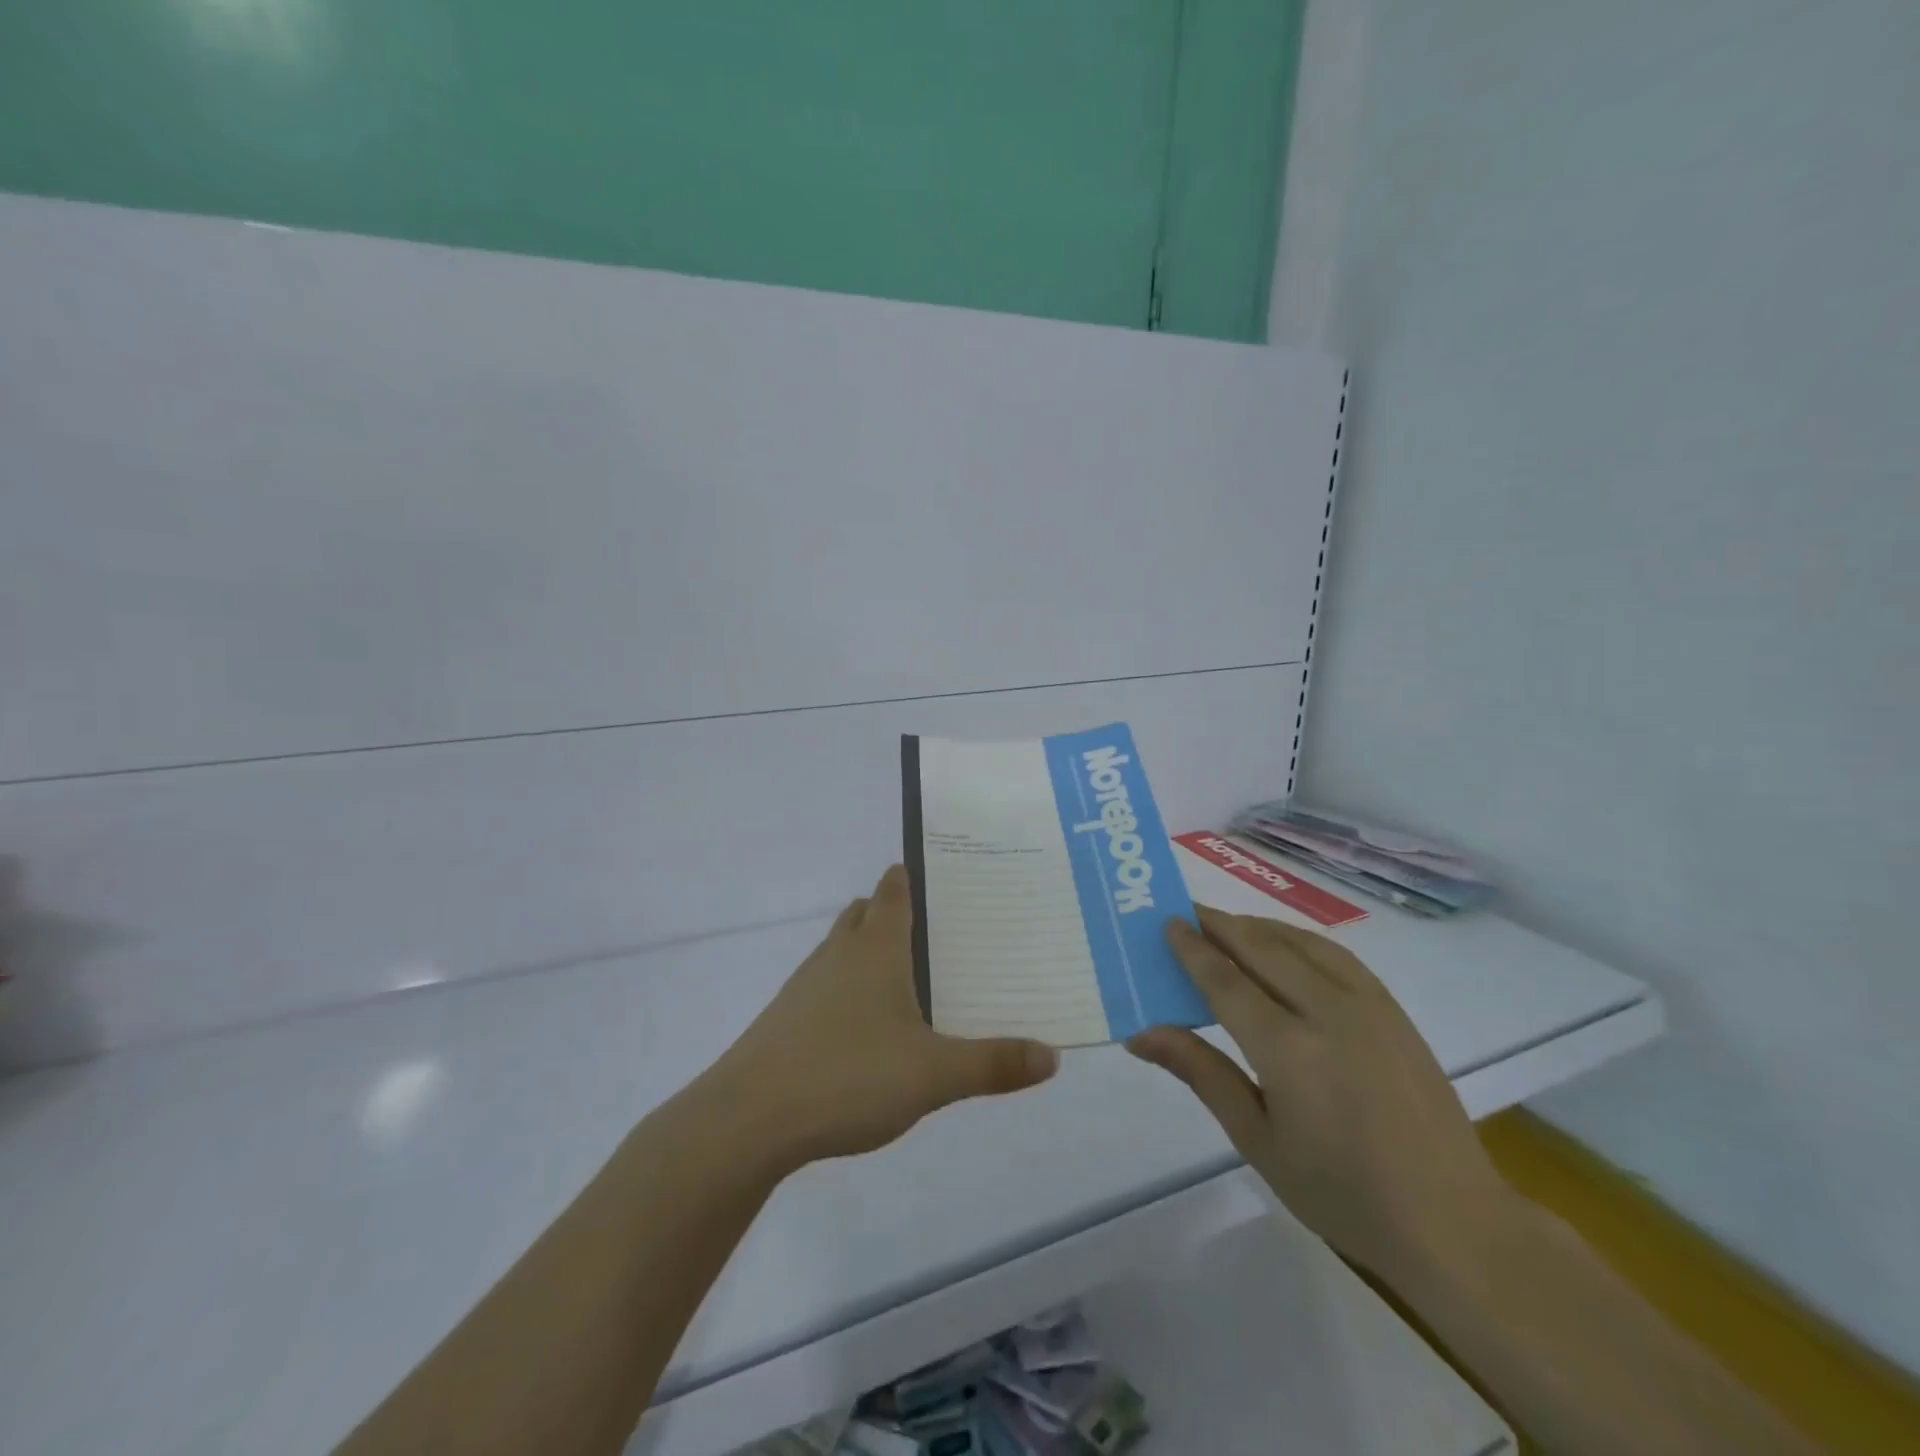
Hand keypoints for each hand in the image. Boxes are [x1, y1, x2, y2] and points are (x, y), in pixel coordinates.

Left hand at [699, 865, 1058, 1171]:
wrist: (748, 1120)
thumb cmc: (848, 1076)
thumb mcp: (934, 1075)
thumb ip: (993, 1064)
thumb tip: (1053, 1057)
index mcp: (876, 949)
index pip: (894, 892)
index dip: (910, 877)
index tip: (934, 873)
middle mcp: (839, 954)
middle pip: (863, 914)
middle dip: (889, 912)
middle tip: (930, 929)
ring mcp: (804, 986)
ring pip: (839, 950)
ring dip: (865, 952)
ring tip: (902, 980)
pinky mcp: (783, 1020)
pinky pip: (822, 988)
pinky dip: (844, 992)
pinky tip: (862, 1033)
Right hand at [1128, 906, 1515, 1283]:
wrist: (1451, 1222)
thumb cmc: (1341, 1193)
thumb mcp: (1257, 1140)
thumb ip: (1201, 1073)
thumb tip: (1141, 1033)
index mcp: (1289, 1050)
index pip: (1226, 980)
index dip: (1192, 948)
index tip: (1166, 923)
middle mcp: (1328, 1012)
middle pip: (1260, 948)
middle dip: (1218, 924)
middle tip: (1184, 910)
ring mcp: (1367, 1005)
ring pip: (1298, 942)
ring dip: (1255, 926)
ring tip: (1224, 923)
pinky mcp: (1392, 1009)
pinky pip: (1334, 954)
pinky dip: (1296, 938)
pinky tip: (1282, 944)